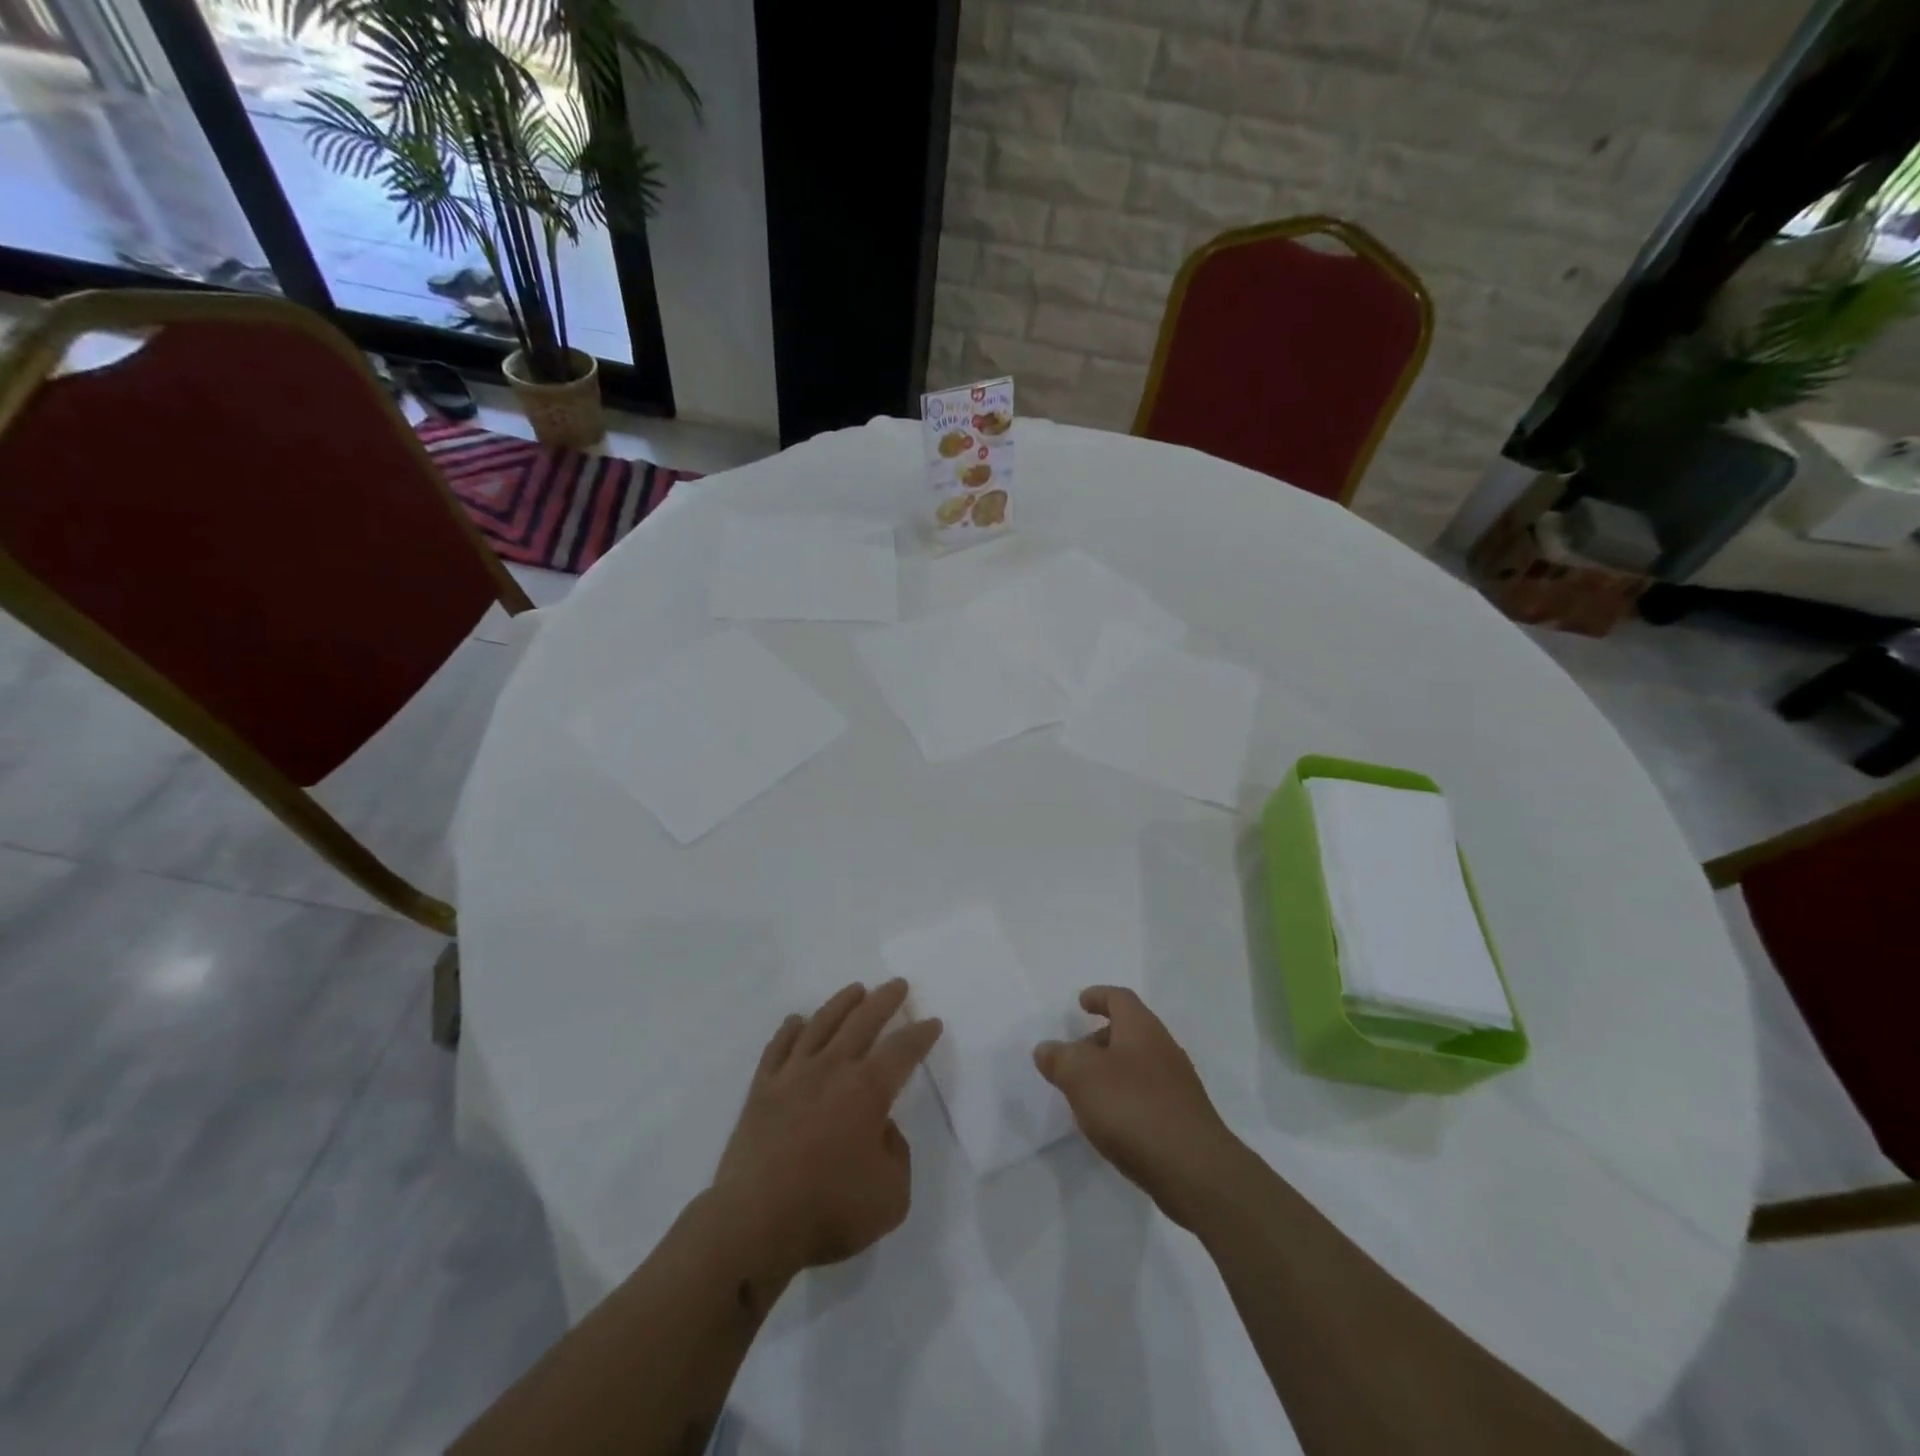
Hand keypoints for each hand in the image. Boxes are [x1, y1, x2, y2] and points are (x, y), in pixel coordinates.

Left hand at [710, 980, 942, 1279]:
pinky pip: (778, 1047)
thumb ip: (896, 1154)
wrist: (754, 1222)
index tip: (932, 1022)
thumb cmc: (828, 1210)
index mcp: (867, 1090)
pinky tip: (797, 1021)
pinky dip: (790, 1030)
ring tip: (855, 989)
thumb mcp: (891, 1195)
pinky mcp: (762, 1090)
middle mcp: (832, 1069)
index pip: (902, 1050)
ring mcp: (793, 1075)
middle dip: (884, 1000)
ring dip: (841, 1003)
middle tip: (897, 984)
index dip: (920, 1034)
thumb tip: (881, 1129)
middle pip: (863, 1021)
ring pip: (821, 1024)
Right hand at [1034, 986, 1243, 1229]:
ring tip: (1085, 1094)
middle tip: (1074, 1056)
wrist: (1194, 1170)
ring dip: (1111, 1072)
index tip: (1081, 1002)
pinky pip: (1147, 1095)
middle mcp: (1164, 1049)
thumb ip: (1060, 1058)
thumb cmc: (1133, 1108)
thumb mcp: (1082, 1077)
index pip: (1120, 999)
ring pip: (1138, 1065)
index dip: (1098, 996)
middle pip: (1129, 1031)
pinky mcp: (1182, 1118)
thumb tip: (1046, 1049)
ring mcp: (1178, 1085)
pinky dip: (1125, 1099)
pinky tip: (1111, 1123)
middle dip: (1099, 1039)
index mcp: (1142, 1029)